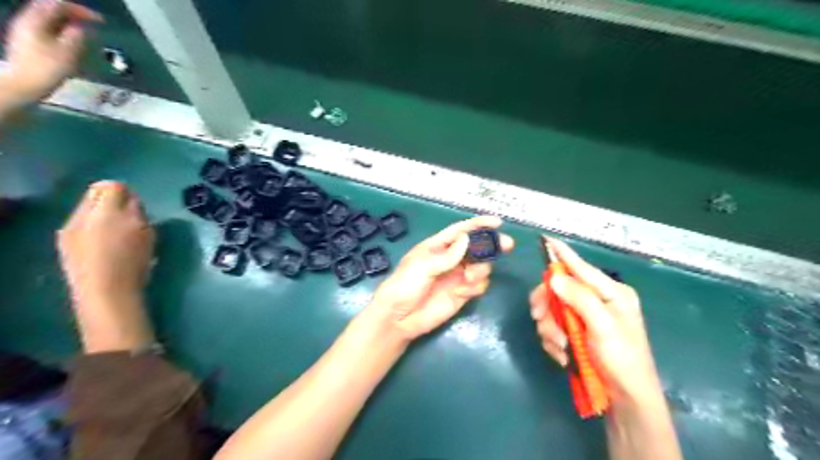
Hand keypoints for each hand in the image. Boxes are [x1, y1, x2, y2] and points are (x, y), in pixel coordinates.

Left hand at [3, 0, 99, 101]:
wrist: (25, 85)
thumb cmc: (48, 69)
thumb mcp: (67, 52)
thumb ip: (77, 36)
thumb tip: (85, 28)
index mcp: (35, 20)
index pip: (59, 5)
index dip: (82, 11)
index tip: (102, 21)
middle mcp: (27, 21)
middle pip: (51, 9)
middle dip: (74, 14)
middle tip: (95, 24)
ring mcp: (26, 31)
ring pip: (50, 19)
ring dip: (69, 23)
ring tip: (87, 33)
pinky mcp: (29, 42)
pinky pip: (48, 29)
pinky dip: (63, 31)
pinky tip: (73, 41)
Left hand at [57, 182, 156, 351]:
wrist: (106, 293)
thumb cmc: (134, 262)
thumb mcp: (146, 233)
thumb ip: (137, 212)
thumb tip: (132, 202)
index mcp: (105, 210)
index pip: (112, 186)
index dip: (128, 194)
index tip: (140, 209)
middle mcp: (81, 215)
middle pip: (96, 194)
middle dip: (114, 202)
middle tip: (131, 219)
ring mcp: (70, 229)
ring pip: (88, 211)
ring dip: (104, 216)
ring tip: (120, 234)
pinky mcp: (65, 244)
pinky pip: (82, 225)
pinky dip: (95, 229)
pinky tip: (106, 245)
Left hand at [371, 216, 509, 341]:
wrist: (398, 319)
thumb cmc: (404, 286)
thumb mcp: (422, 267)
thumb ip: (446, 255)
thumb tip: (466, 239)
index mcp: (437, 247)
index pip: (461, 231)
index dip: (478, 225)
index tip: (497, 222)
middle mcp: (450, 259)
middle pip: (477, 247)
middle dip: (491, 245)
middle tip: (507, 245)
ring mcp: (457, 276)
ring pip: (482, 266)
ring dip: (481, 269)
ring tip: (468, 279)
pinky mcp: (462, 294)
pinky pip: (479, 285)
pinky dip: (476, 287)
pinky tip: (462, 293)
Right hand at [526, 239, 665, 400]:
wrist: (626, 399)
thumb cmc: (622, 359)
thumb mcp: (603, 326)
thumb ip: (580, 298)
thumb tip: (555, 277)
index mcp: (610, 292)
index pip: (581, 267)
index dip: (562, 254)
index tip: (546, 239)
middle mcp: (596, 300)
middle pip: (559, 289)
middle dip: (547, 305)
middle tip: (538, 318)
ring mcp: (584, 318)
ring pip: (551, 310)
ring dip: (550, 329)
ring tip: (561, 347)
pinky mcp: (575, 334)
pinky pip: (552, 328)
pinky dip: (553, 342)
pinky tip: (563, 355)